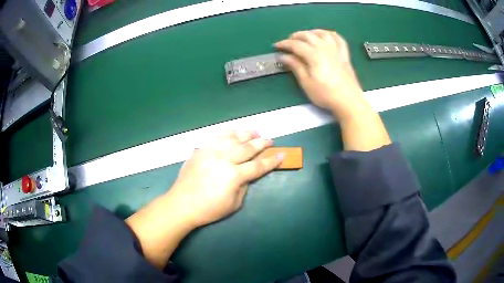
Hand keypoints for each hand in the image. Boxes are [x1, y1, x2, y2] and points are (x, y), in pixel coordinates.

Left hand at [126, 131, 283, 268]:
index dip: (271, 161)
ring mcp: (211, 152)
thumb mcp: (234, 204)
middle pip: (247, 147)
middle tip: (270, 140)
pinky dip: (228, 133)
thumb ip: (244, 186)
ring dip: (246, 133)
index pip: (258, 166)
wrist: (182, 204)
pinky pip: (217, 137)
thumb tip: (247, 175)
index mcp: (234, 175)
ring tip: (255, 131)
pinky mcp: (201, 150)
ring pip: (233, 138)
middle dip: (261, 143)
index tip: (281, 155)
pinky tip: (234, 132)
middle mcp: (224, 159)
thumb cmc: (209, 209)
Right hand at [275, 29, 365, 118]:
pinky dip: (330, 34)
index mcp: (314, 54)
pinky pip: (338, 38)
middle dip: (295, 36)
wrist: (348, 100)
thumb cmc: (326, 94)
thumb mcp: (306, 82)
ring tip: (305, 36)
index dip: (284, 44)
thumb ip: (295, 66)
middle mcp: (325, 47)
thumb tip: (283, 56)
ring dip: (311, 32)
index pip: (296, 44)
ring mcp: (336, 49)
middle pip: (308, 35)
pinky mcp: (344, 54)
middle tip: (288, 42)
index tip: (276, 46)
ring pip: (322, 33)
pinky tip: (325, 36)